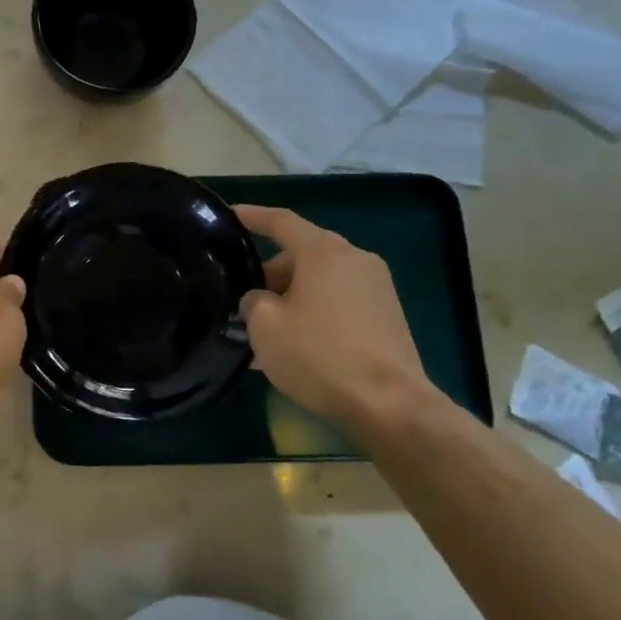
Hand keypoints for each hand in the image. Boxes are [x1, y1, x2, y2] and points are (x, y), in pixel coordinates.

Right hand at [235, 204, 442, 441]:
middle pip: (301, 255)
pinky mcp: (387, 317)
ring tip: (263, 332)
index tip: (231, 214)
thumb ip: (252, 301)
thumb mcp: (265, 326)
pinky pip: (338, 303)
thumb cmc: (319, 355)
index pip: (281, 222)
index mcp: (324, 251)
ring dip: (291, 299)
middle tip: (242, 301)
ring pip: (320, 282)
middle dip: (269, 274)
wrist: (389, 405)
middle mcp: (355, 259)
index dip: (253, 216)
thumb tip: (259, 300)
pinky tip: (294, 346)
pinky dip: (314, 314)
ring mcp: (377, 288)